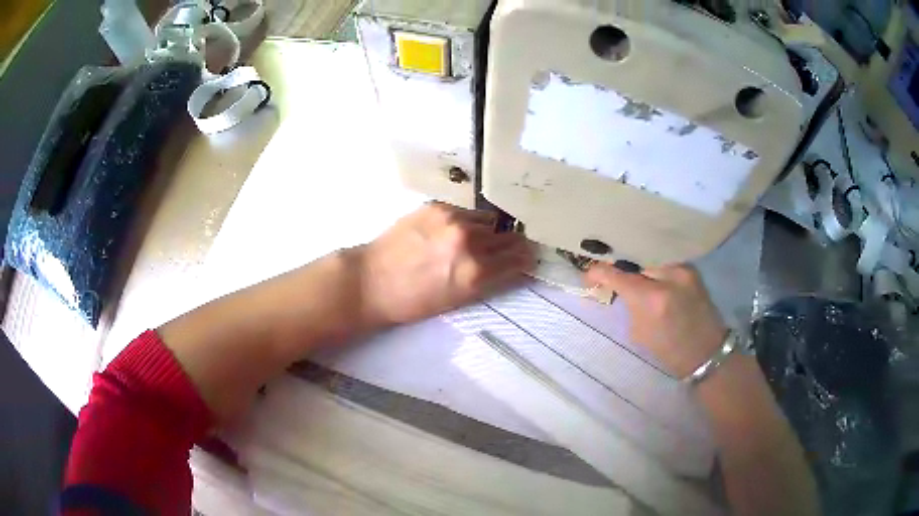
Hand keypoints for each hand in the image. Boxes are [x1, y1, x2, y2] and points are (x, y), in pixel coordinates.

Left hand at [356, 202, 533, 325]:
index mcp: (476, 273)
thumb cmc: (413, 302)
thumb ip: (489, 280)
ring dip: (488, 231)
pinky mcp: (438, 206)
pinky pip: (467, 212)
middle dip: (512, 244)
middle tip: (507, 249)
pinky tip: (451, 231)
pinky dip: (467, 221)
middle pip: (510, 236)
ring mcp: (453, 220)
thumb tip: (512, 265)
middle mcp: (470, 242)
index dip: (526, 259)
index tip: (526, 259)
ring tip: (473, 240)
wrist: (372, 279)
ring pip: (489, 220)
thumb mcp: (457, 300)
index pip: (519, 258)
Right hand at [584, 263, 726, 377]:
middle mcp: (668, 276)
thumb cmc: (669, 350)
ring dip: (638, 266)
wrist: (706, 351)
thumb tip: (616, 287)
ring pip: (650, 258)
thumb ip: (628, 304)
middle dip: (619, 266)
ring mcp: (683, 269)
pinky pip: (664, 261)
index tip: (588, 276)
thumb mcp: (638, 332)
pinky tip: (650, 274)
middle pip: (634, 260)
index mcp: (651, 298)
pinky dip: (654, 266)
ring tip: (630, 273)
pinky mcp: (691, 268)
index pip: (616, 274)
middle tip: (610, 274)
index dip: (597, 272)